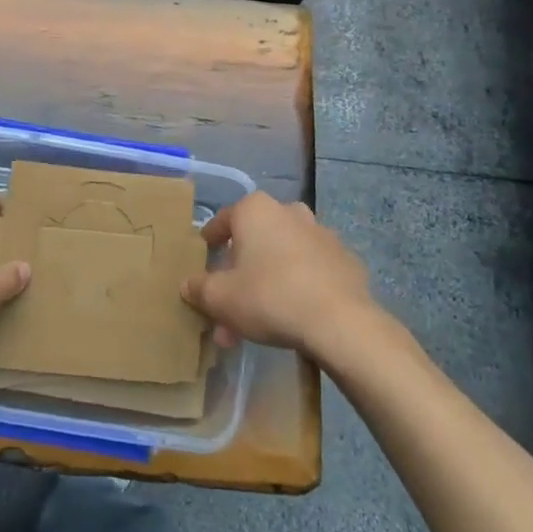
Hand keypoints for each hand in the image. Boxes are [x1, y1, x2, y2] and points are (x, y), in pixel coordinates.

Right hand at [181, 191, 376, 360]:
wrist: (340, 321)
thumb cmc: (270, 297)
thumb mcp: (221, 298)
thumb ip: (199, 288)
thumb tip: (188, 284)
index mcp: (255, 210)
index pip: (223, 220)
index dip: (210, 240)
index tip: (205, 256)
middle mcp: (288, 211)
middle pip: (254, 241)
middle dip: (239, 274)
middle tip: (228, 306)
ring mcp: (320, 233)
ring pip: (282, 256)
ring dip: (267, 282)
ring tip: (258, 321)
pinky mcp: (344, 259)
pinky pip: (310, 269)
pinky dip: (298, 285)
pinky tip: (292, 315)